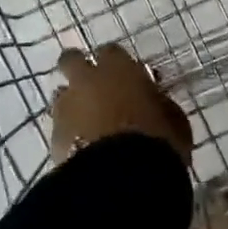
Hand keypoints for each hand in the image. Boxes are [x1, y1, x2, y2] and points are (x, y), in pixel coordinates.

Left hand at [50, 43, 194, 165]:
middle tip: (92, 85)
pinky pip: (59, 125)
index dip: (116, 63)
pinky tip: (81, 145)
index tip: (124, 76)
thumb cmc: (156, 141)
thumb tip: (154, 99)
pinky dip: (68, 131)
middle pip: (72, 60)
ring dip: (72, 102)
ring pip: (61, 94)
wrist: (121, 176)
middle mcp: (87, 80)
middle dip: (78, 68)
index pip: (111, 52)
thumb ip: (159, 103)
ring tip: (86, 122)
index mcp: (118, 69)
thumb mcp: (174, 120)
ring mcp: (66, 106)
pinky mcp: (53, 135)